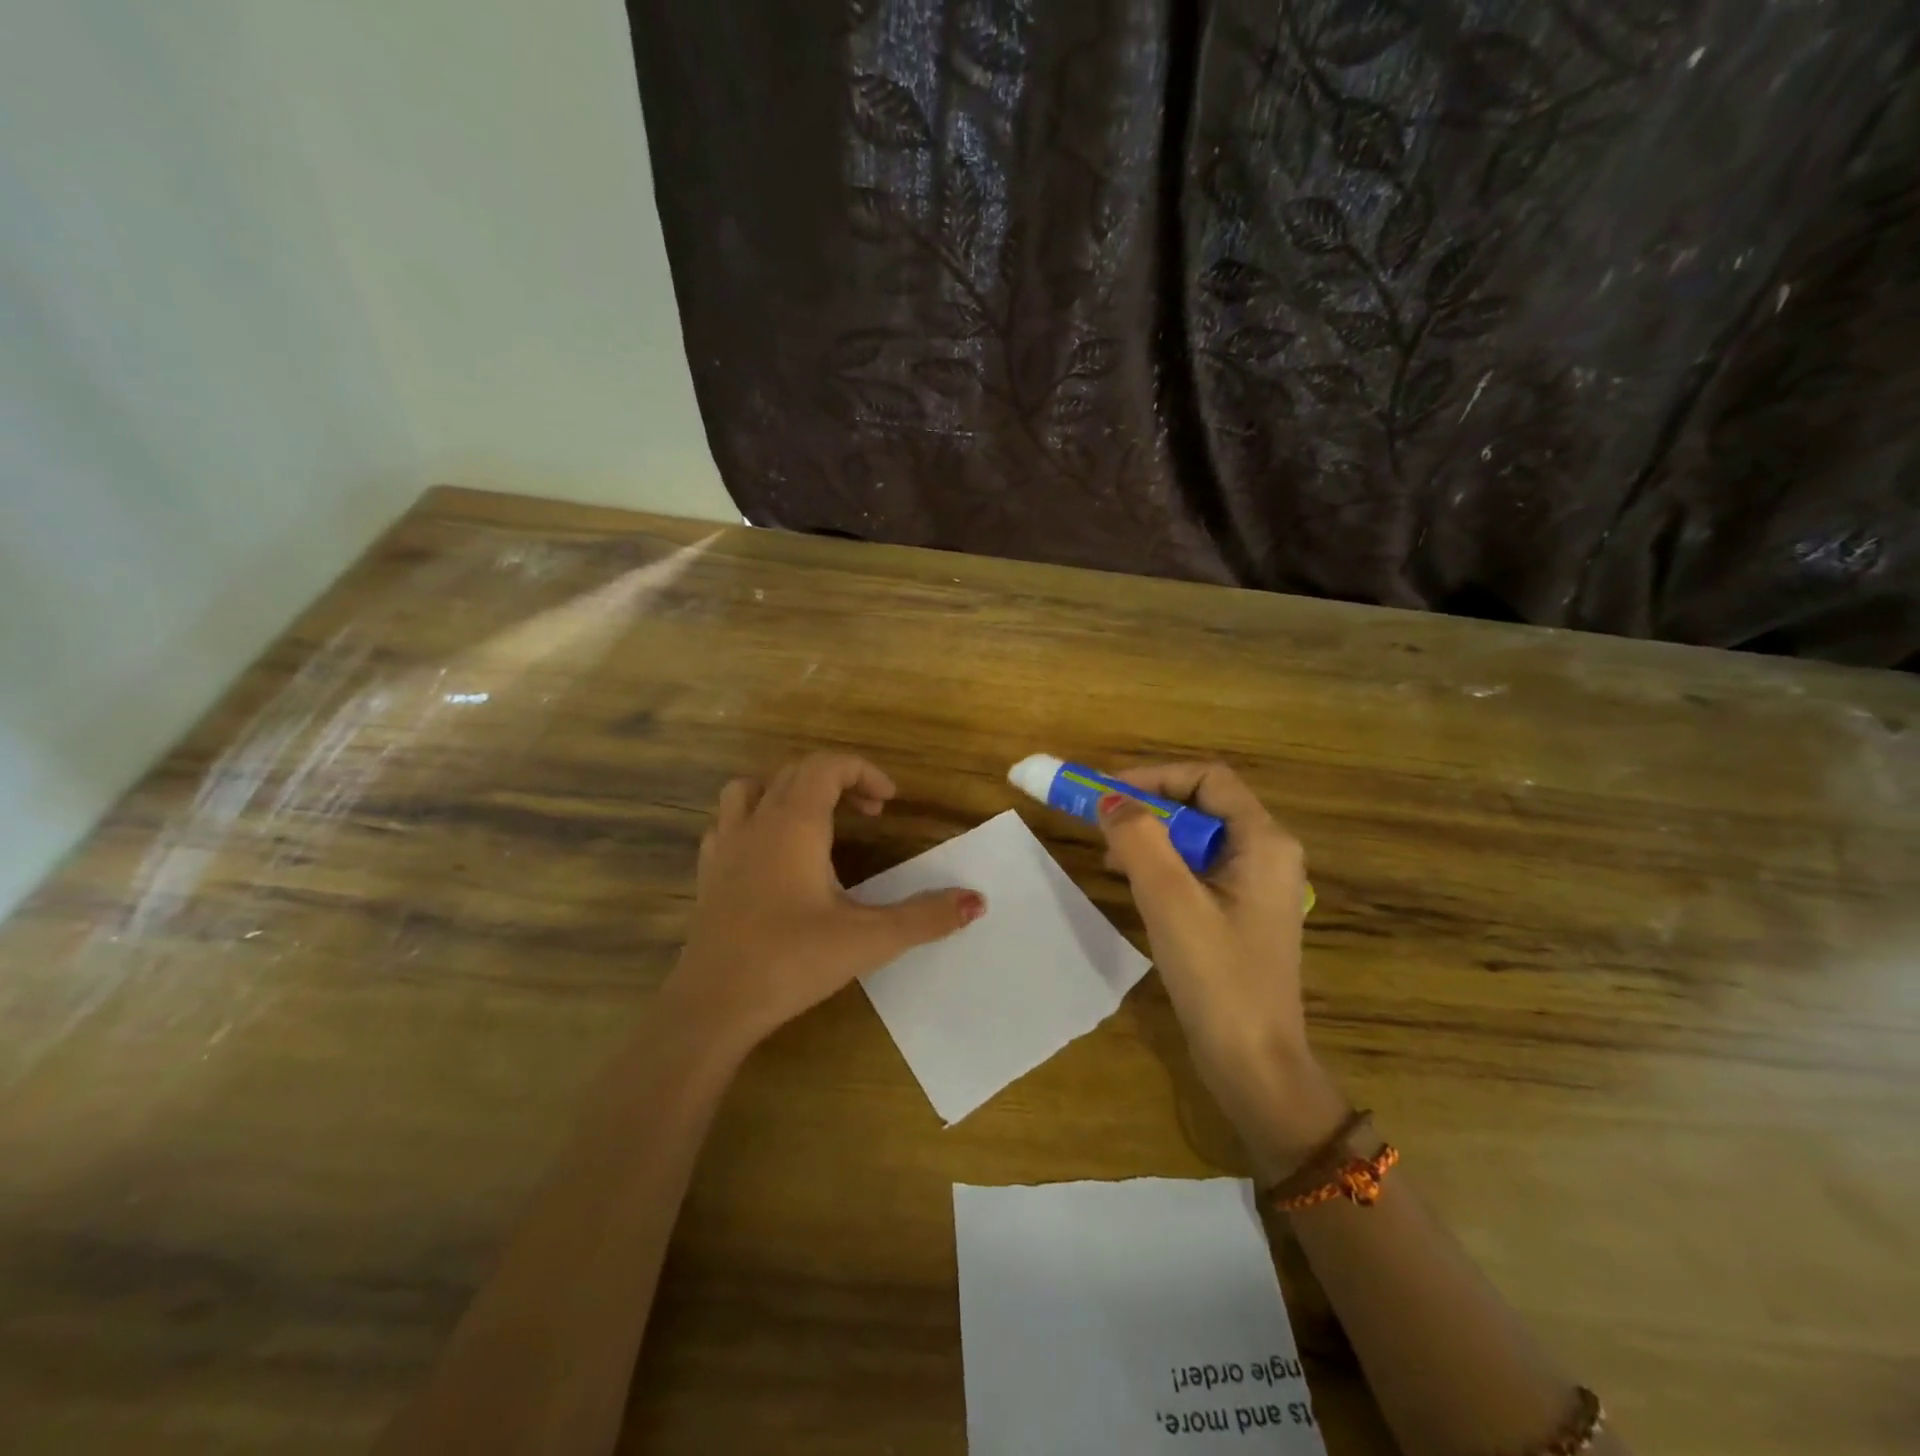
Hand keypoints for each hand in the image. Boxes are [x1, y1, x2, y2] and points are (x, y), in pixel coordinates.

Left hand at [664, 753, 985, 1054]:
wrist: (713, 1005)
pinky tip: (771, 853)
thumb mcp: (867, 939)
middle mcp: (756, 822)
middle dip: (837, 781)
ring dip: (788, 790)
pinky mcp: (708, 873)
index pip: (827, 766)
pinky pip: (728, 822)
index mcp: (794, 824)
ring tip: (817, 819)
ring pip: (752, 788)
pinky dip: (756, 819)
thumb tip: (977, 901)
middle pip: (795, 772)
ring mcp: (725, 846)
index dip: (863, 772)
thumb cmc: (791, 961)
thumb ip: (924, 917)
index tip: (890, 801)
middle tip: (870, 812)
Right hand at [1098, 763, 1344, 1178]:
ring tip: (1110, 854)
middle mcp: (1268, 854)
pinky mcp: (1241, 912)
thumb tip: (1110, 799)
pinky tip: (1133, 882)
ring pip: (1197, 837)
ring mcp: (1256, 885)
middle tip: (1102, 821)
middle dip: (1148, 806)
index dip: (1155, 776)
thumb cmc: (1218, 977)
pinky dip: (1163, 864)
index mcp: (1264, 842)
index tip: (1107, 792)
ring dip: (1152, 835)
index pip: (1208, 779)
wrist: (1254, 1064)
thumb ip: (1139, 840)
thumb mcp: (1170, 901)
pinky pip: (1198, 868)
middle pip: (1203, 804)